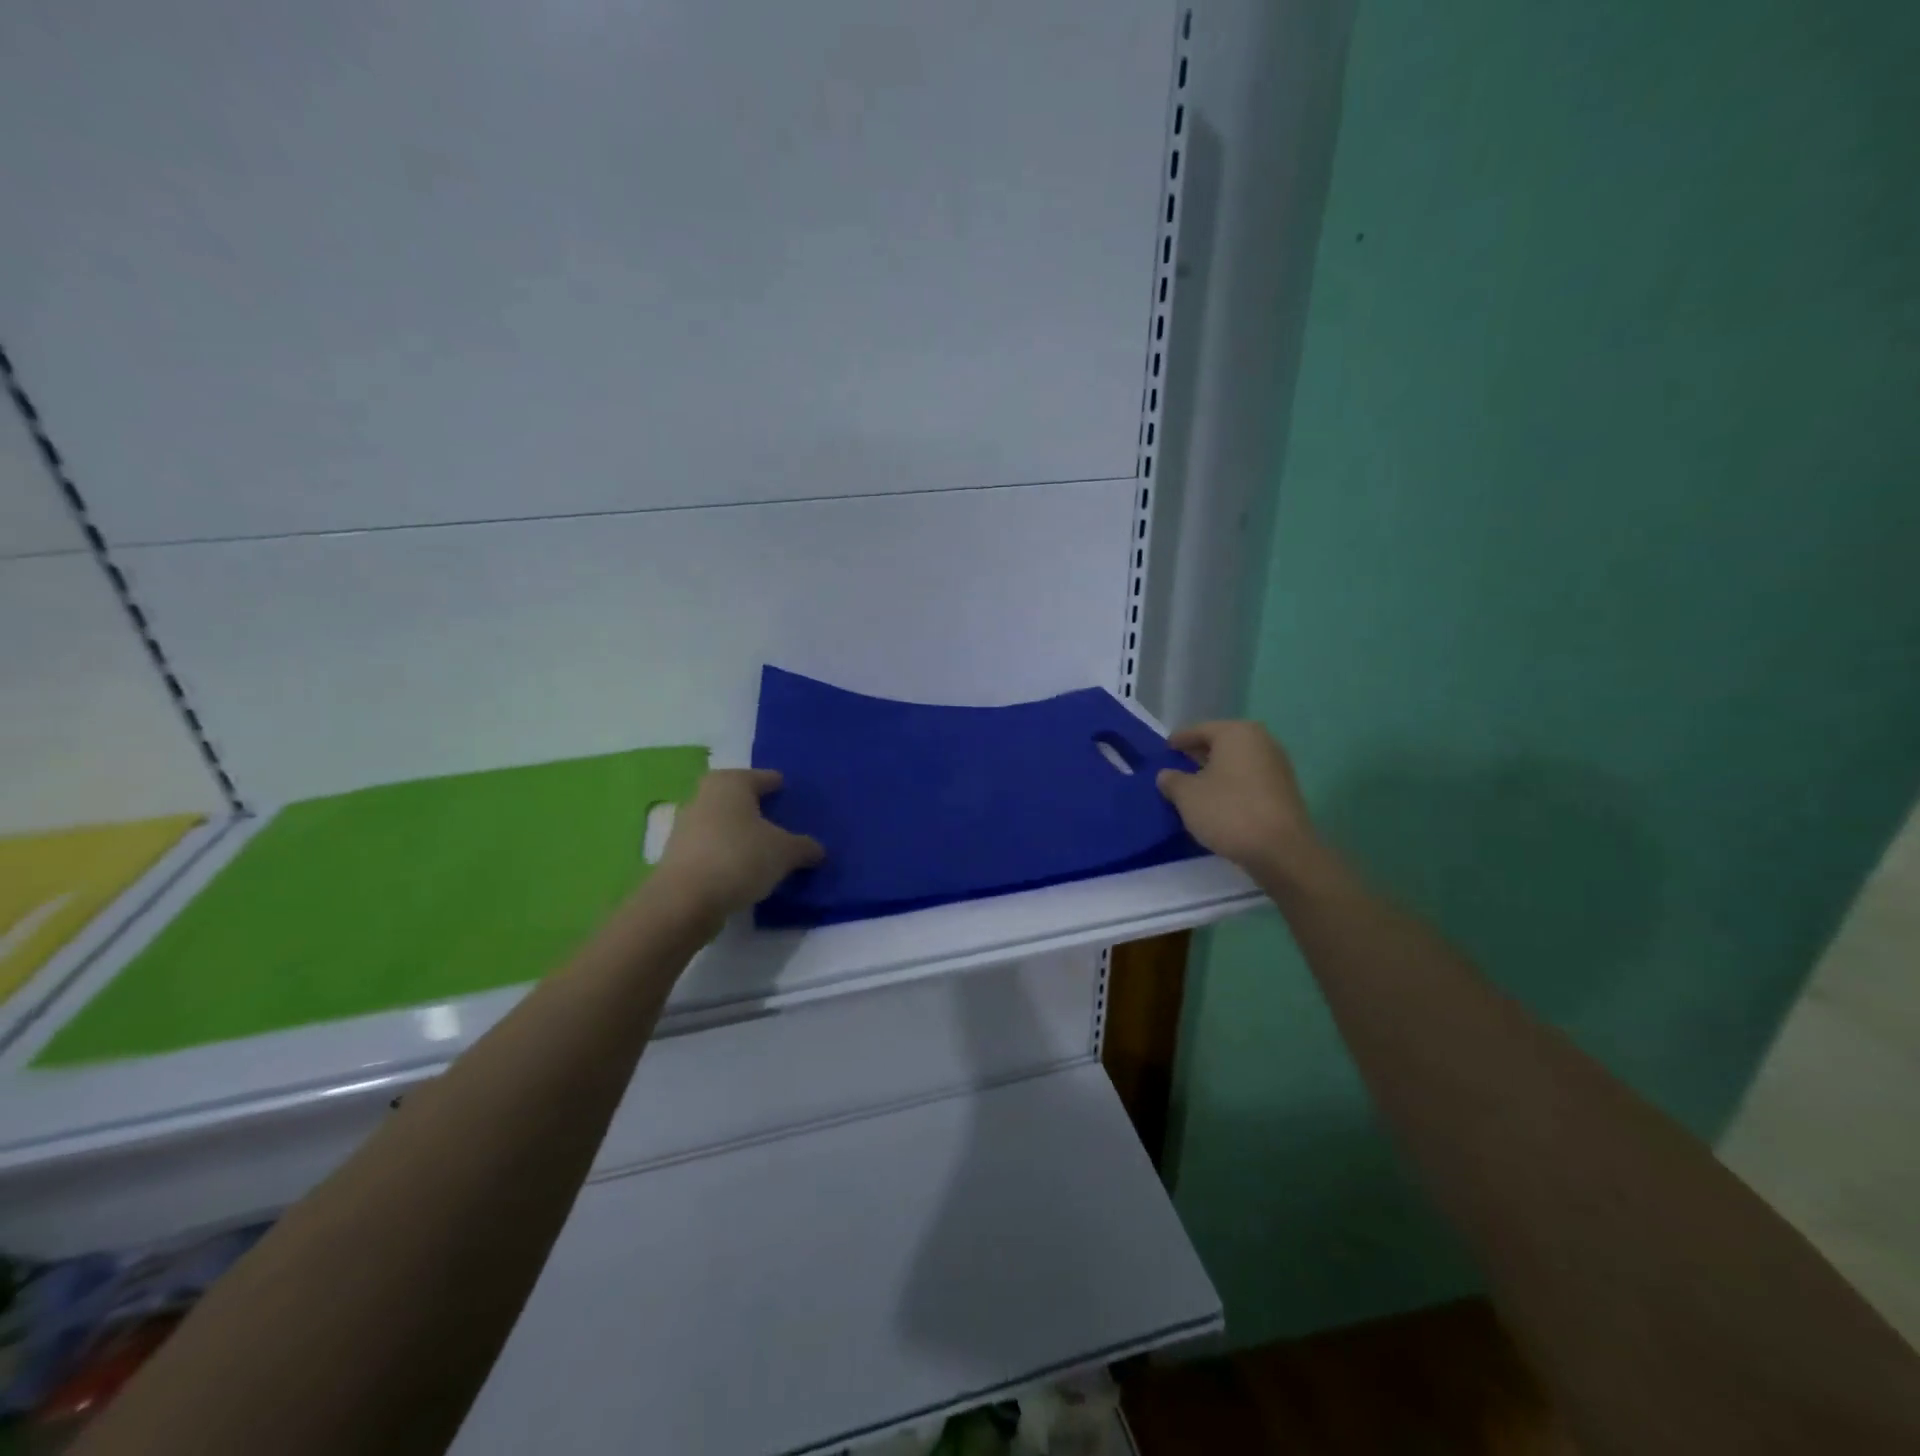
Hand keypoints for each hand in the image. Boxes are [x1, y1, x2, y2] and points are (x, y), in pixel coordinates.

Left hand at [650, 769, 823, 921]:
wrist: (684, 901)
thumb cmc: (739, 858)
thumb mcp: (785, 852)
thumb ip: (805, 847)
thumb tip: (817, 850)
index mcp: (731, 783)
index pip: (764, 778)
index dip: (781, 788)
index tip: (793, 798)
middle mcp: (704, 796)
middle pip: (740, 799)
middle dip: (759, 810)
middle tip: (783, 823)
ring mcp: (686, 825)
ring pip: (724, 823)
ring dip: (742, 834)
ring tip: (766, 850)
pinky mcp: (678, 855)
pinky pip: (713, 847)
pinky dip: (728, 853)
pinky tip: (744, 870)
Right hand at [1156, 721, 1324, 885]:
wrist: (1281, 850)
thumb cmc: (1228, 812)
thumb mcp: (1187, 796)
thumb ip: (1172, 780)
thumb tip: (1167, 775)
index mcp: (1236, 733)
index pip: (1200, 729)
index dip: (1179, 740)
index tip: (1164, 749)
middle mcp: (1261, 741)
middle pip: (1221, 743)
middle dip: (1198, 754)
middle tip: (1177, 766)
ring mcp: (1277, 765)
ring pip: (1236, 761)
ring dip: (1216, 771)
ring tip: (1194, 786)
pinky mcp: (1284, 789)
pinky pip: (1249, 778)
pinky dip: (1232, 784)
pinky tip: (1218, 800)